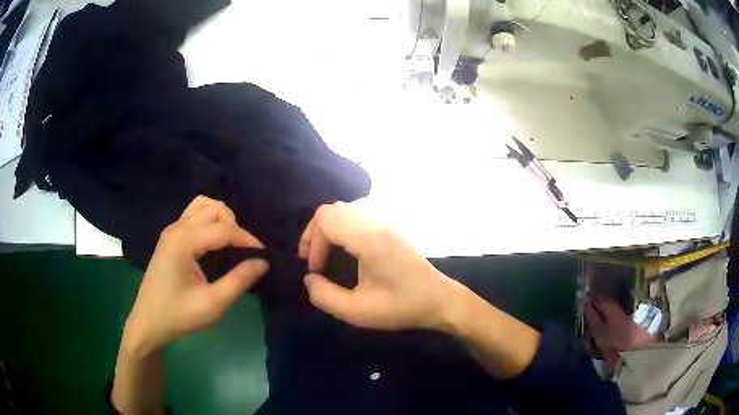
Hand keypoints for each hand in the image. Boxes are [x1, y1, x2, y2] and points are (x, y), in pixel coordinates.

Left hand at [123, 196, 268, 355]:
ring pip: (203, 206)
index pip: (223, 228)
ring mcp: (171, 230)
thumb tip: (263, 262)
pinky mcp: (170, 237)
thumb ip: (239, 281)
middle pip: (214, 209)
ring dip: (221, 219)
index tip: (265, 255)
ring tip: (230, 243)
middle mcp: (176, 228)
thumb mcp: (212, 304)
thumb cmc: (178, 316)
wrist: (148, 323)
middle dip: (235, 227)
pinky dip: (210, 221)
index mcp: (183, 242)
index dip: (248, 240)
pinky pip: (194, 215)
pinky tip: (214, 243)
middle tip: (244, 253)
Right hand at [298, 202, 457, 330]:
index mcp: (369, 239)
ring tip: (323, 254)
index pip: (326, 219)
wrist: (439, 299)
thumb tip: (309, 278)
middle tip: (312, 261)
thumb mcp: (357, 311)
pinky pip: (357, 215)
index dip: (313, 242)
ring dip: (328, 229)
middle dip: (315, 233)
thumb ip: (324, 296)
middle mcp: (377, 222)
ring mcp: (386, 221)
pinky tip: (343, 249)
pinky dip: (342, 227)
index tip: (316, 270)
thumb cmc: (401, 306)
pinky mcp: (390, 227)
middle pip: (332, 210)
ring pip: (344, 210)